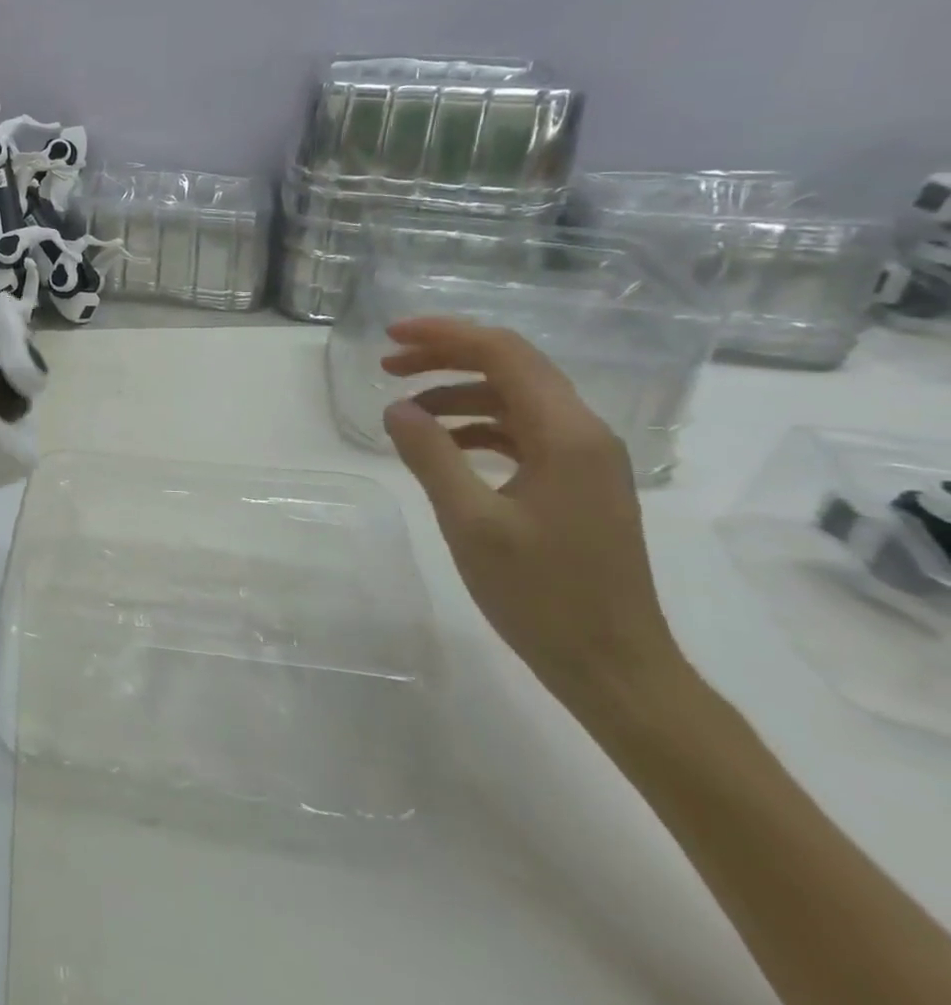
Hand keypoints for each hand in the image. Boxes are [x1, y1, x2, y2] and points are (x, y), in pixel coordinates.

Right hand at [379, 316, 682, 710]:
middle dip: (447, 357)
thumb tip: (396, 408)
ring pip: (515, 399)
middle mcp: (584, 434)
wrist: (616, 668)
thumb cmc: (543, 596)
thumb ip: (430, 456)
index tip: (390, 337)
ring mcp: (585, 460)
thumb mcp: (471, 523)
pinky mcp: (577, 483)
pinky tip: (443, 445)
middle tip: (388, 365)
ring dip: (458, 392)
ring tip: (405, 408)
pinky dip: (477, 426)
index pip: (504, 353)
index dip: (445, 335)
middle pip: (512, 367)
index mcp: (567, 434)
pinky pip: (522, 432)